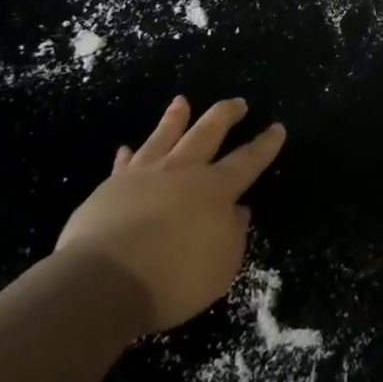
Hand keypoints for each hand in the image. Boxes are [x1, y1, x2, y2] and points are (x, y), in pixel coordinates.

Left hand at [53, 96, 285, 333]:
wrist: (104, 281)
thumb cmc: (173, 279)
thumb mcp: (221, 267)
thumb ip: (234, 235)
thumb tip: (239, 210)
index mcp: (215, 190)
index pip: (247, 161)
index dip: (265, 145)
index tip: (277, 127)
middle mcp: (183, 172)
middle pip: (208, 132)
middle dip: (226, 115)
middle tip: (238, 102)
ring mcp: (145, 175)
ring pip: (165, 136)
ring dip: (176, 118)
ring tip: (182, 100)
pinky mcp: (111, 187)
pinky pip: (124, 164)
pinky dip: (128, 155)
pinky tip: (126, 148)